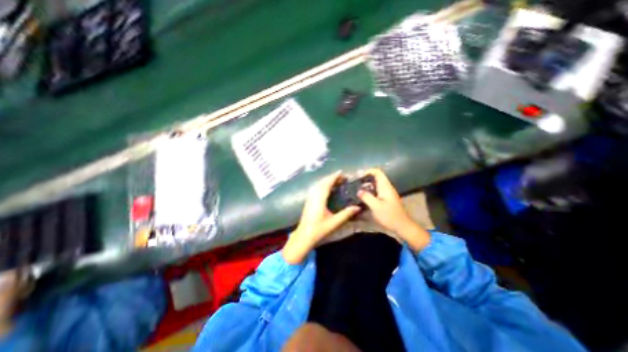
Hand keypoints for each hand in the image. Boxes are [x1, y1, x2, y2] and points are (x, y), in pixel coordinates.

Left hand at [283, 170, 359, 264]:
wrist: (304, 236)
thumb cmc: (319, 229)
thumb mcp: (334, 222)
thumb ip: (346, 214)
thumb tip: (358, 207)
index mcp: (320, 199)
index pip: (327, 184)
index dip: (334, 177)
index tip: (341, 172)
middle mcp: (314, 196)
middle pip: (322, 182)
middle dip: (331, 178)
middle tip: (342, 178)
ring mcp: (310, 198)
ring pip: (318, 185)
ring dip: (326, 181)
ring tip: (336, 182)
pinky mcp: (308, 201)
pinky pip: (316, 189)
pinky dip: (322, 185)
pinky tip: (327, 189)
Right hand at [358, 169, 432, 251]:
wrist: (402, 226)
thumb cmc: (389, 216)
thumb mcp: (376, 207)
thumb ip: (366, 197)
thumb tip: (358, 191)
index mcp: (385, 187)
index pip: (377, 172)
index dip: (367, 171)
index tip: (358, 177)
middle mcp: (386, 187)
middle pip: (375, 177)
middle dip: (365, 179)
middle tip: (355, 184)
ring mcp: (386, 193)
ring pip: (375, 184)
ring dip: (366, 185)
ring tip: (357, 190)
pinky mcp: (385, 198)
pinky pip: (376, 191)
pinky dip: (369, 191)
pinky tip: (363, 197)